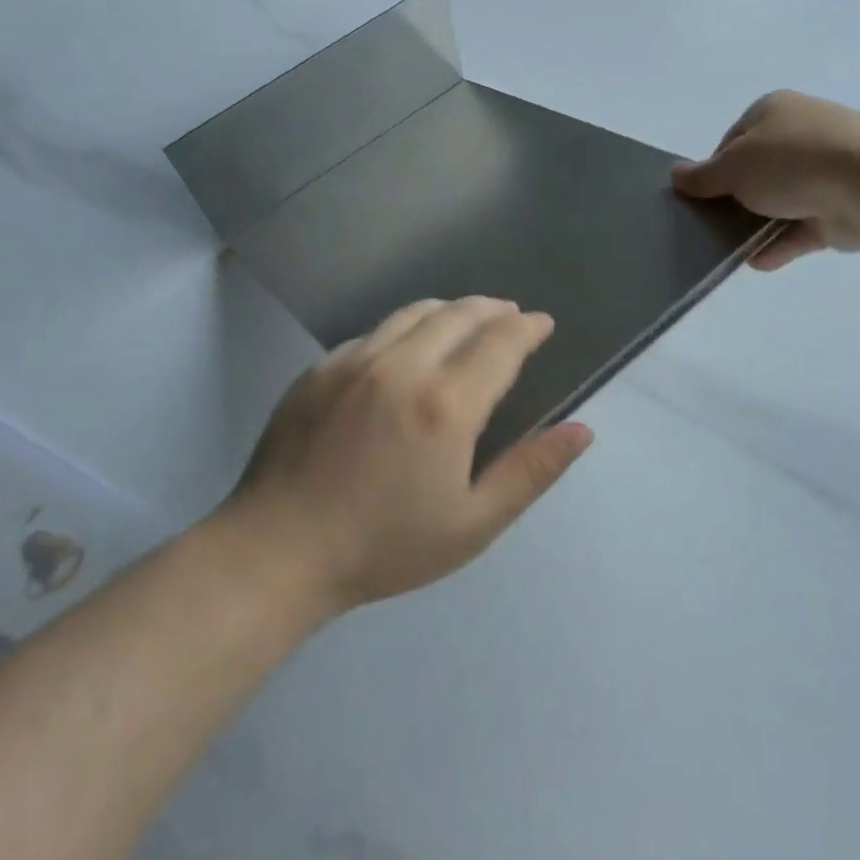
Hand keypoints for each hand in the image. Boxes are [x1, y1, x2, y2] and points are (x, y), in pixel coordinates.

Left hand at [223, 297, 594, 612]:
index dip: (528, 328)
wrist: (278, 551)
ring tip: (467, 318)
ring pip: (414, 313)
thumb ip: (530, 471)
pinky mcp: (319, 369)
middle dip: (494, 309)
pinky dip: (404, 328)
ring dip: (450, 309)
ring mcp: (354, 361)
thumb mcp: (472, 523)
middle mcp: (402, 366)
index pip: (501, 342)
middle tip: (511, 315)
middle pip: (459, 314)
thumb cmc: (384, 546)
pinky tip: (406, 348)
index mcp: (446, 403)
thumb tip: (581, 430)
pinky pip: (374, 332)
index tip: (542, 324)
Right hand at [672, 91, 859, 268]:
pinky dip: (779, 245)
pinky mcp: (841, 208)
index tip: (704, 194)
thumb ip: (702, 176)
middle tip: (713, 222)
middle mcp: (802, 134)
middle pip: (757, 171)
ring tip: (730, 248)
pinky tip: (757, 262)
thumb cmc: (790, 162)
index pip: (734, 139)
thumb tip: (675, 175)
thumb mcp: (732, 167)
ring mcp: (826, 171)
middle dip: (736, 198)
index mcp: (774, 111)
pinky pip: (801, 229)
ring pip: (780, 201)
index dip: (715, 167)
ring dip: (756, 225)